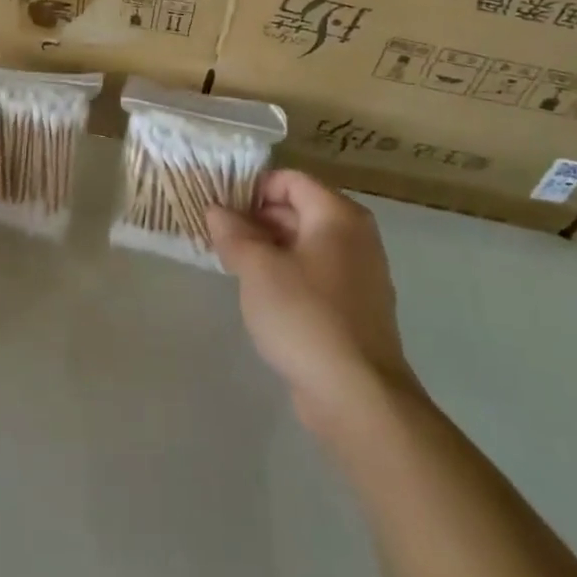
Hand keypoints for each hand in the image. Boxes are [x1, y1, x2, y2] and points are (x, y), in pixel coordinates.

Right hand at [208, 170, 414, 430]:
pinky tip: (261, 294)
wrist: (357, 396)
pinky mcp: (356, 307)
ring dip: (269, 248)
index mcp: (337, 215)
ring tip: (232, 263)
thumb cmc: (304, 316)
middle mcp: (355, 235)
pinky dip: (288, 274)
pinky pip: (316, 273)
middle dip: (257, 219)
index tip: (220, 209)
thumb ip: (233, 233)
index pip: (289, 180)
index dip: (252, 188)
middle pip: (299, 209)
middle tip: (219, 236)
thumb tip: (216, 209)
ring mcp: (360, 273)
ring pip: (305, 244)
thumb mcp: (257, 268)